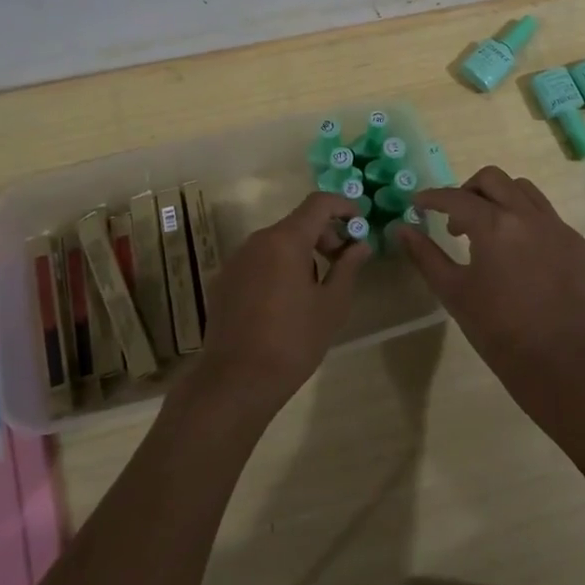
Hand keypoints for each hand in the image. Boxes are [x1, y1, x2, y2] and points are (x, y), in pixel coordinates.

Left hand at [193, 192, 369, 414]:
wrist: (236, 381)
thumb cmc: (293, 341)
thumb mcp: (331, 305)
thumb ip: (348, 267)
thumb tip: (360, 245)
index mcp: (285, 240)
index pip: (318, 203)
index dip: (343, 206)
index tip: (360, 224)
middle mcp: (257, 241)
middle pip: (297, 223)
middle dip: (324, 235)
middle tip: (342, 263)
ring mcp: (236, 260)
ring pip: (276, 242)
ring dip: (301, 253)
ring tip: (315, 289)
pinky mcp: (224, 281)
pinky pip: (258, 261)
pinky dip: (278, 267)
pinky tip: (284, 302)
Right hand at [394, 166, 584, 426]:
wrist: (559, 365)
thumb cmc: (497, 331)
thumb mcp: (453, 292)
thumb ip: (425, 255)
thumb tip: (402, 228)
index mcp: (495, 225)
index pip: (456, 197)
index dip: (432, 197)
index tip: (419, 204)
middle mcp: (529, 216)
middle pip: (493, 179)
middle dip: (468, 191)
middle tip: (457, 220)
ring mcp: (559, 228)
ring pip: (525, 191)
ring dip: (501, 199)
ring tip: (490, 231)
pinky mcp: (579, 245)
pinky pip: (549, 218)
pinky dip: (528, 223)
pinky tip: (521, 256)